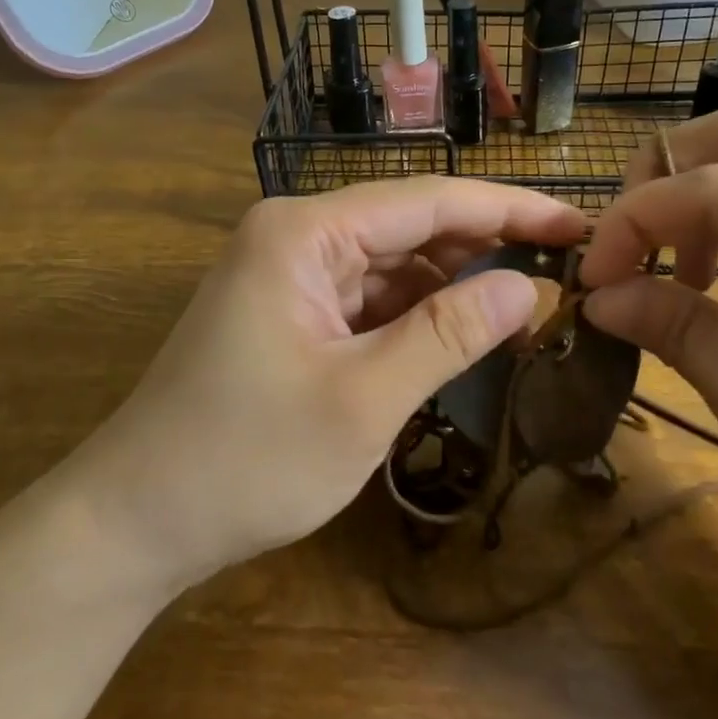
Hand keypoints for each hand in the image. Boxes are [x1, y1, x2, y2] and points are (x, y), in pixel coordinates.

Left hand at [79, 178, 586, 589]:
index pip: (428, 201)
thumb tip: (527, 286)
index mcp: (304, 232)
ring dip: (450, 285)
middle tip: (563, 272)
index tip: (579, 226)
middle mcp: (294, 235)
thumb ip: (449, 334)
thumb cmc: (248, 459)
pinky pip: (365, 296)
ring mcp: (287, 272)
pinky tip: (456, 334)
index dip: (510, 210)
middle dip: (484, 247)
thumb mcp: (364, 399)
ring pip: (390, 263)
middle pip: (409, 225)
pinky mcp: (287, 310)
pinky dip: (412, 314)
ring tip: (521, 308)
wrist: (138, 517)